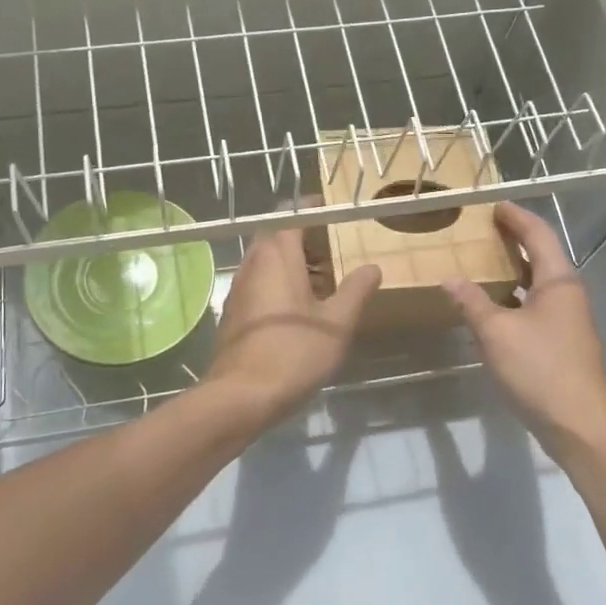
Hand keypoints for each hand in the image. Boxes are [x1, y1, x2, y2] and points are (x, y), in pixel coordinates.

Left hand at [208, 228, 380, 424]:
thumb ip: (356, 290)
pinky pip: (259, 283)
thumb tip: (372, 268)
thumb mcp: (337, 322)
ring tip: (322, 282)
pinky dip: (279, 284)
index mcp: (277, 255)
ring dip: (292, 263)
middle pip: (277, 236)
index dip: (313, 209)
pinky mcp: (233, 312)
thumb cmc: (295, 352)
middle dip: (304, 238)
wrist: (242, 395)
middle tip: (332, 250)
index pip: (292, 214)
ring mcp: (238, 288)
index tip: (333, 212)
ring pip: (266, 261)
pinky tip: (299, 310)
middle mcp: (253, 263)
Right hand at [443, 202, 605, 460]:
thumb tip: (450, 278)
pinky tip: (495, 309)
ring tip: (484, 264)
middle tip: (484, 231)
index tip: (494, 205)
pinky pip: (537, 307)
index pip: (538, 235)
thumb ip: (472, 302)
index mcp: (559, 282)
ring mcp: (570, 321)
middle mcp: (570, 295)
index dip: (516, 217)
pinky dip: (516, 297)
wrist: (578, 424)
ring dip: (515, 271)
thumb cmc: (539, 369)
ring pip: (540, 285)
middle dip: (515, 241)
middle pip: (542, 257)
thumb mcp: (496, 333)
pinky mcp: (564, 344)